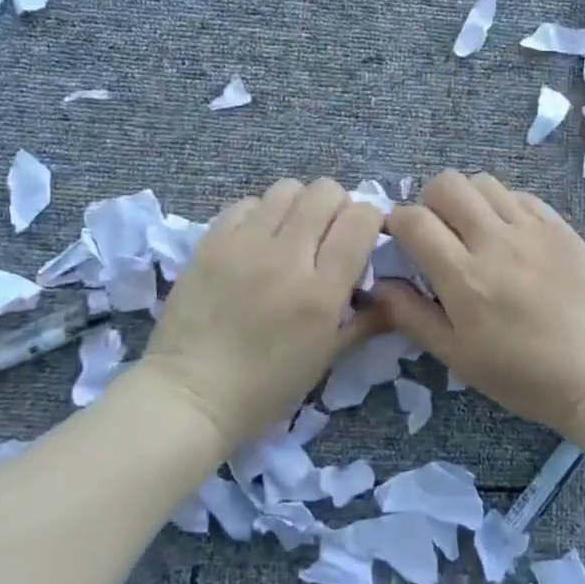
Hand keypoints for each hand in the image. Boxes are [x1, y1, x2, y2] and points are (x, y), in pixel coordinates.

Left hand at [145, 178, 382, 446]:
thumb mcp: (327, 359)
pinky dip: (261, 213)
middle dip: (338, 205)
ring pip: (287, 188)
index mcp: (322, 291)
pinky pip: (247, 203)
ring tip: (292, 231)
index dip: (370, 219)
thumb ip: (366, 321)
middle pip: (326, 192)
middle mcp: (287, 256)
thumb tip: (393, 294)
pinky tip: (257, 239)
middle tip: (329, 232)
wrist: (191, 394)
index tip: (364, 236)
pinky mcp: (212, 241)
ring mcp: (245, 244)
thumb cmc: (266, 387)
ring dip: (300, 204)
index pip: (361, 219)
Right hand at [373, 171, 584, 432]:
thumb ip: (411, 315)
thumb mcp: (456, 356)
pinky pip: (520, 195)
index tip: (399, 236)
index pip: (414, 220)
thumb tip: (378, 284)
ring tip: (471, 227)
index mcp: (465, 277)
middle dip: (429, 200)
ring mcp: (532, 229)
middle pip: (447, 184)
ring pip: (483, 182)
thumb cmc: (520, 374)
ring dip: (466, 198)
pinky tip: (507, 233)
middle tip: (436, 229)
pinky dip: (502, 205)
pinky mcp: (560, 226)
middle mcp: (496, 242)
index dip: (396, 221)